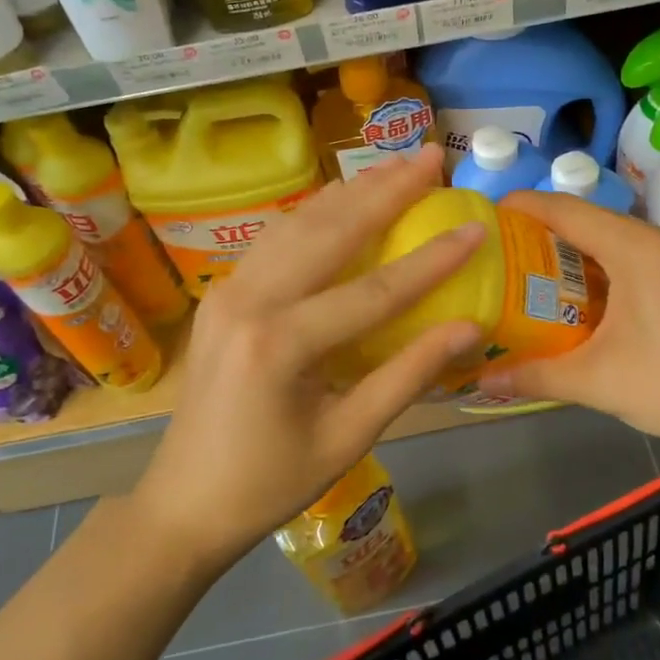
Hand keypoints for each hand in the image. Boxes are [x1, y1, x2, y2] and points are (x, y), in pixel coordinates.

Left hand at [135, 146, 481, 573]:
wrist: (184, 503)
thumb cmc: (270, 483)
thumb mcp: (348, 438)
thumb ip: (408, 376)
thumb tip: (468, 329)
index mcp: (280, 345)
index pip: (374, 291)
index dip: (431, 260)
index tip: (475, 228)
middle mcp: (249, 301)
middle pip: (330, 232)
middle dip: (387, 191)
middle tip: (433, 156)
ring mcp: (228, 291)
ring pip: (299, 224)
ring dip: (351, 191)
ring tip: (396, 164)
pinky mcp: (223, 293)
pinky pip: (276, 240)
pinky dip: (316, 213)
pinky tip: (343, 198)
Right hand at [477, 190, 659, 463]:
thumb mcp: (598, 382)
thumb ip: (535, 376)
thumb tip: (481, 382)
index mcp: (635, 249)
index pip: (566, 210)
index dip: (520, 207)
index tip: (480, 217)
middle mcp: (654, 240)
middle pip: (583, 220)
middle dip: (535, 232)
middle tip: (490, 254)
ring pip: (604, 240)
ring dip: (563, 253)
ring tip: (516, 273)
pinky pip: (623, 259)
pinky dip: (589, 270)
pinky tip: (564, 298)